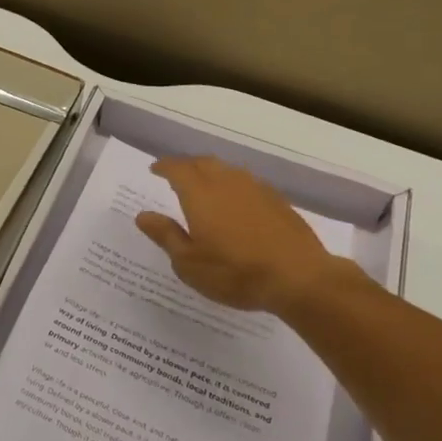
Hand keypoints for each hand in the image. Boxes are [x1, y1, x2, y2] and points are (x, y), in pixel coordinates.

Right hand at [136, 156, 363, 313]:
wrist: (299, 278)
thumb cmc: (235, 272)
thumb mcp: (189, 263)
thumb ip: (166, 235)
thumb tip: (143, 215)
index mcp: (200, 193)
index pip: (177, 169)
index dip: (164, 166)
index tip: (155, 169)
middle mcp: (226, 182)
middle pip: (203, 163)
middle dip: (187, 165)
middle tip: (177, 174)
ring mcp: (255, 188)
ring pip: (227, 170)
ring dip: (211, 172)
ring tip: (205, 185)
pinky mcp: (277, 200)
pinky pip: (247, 182)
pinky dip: (234, 185)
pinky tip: (236, 202)